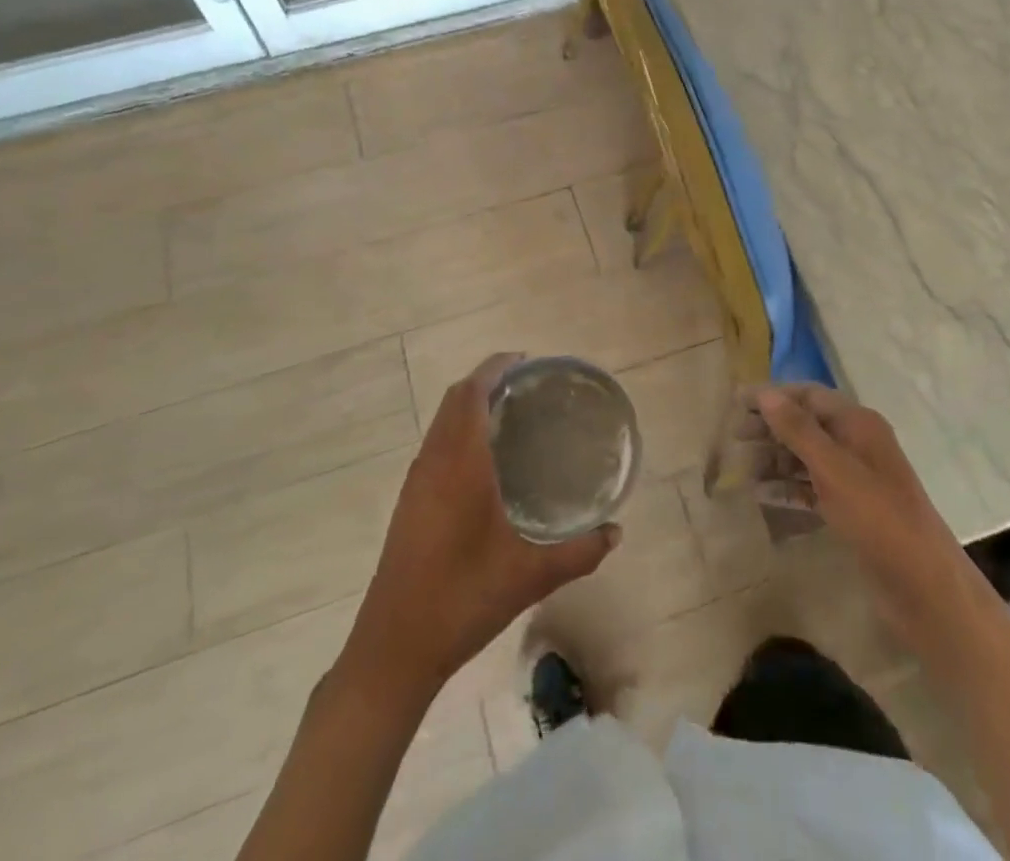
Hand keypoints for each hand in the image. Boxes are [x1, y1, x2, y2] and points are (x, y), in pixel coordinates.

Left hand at [342, 354, 621, 700]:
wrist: (393, 648)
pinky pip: (435, 445)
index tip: (525, 362)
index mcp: (459, 465)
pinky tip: (483, 463)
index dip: (494, 368)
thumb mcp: (529, 577)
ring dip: (468, 406)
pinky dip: (457, 431)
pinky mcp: (409, 504)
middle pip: (454, 400)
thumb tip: (615, 532)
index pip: (470, 393)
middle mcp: (433, 462)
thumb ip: (578, 552)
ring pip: (441, 423)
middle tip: (525, 387)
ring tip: (508, 416)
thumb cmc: (462, 600)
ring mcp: (416, 483)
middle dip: (485, 381)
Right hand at [752, 384, 971, 647]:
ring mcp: (855, 478)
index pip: (808, 395)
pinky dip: (788, 487)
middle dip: (770, 427)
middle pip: (806, 423)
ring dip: (775, 458)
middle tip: (734, 437)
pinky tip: (762, 494)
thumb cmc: (878, 518)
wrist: (924, 587)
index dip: (773, 396)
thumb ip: (798, 430)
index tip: (737, 404)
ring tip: (741, 468)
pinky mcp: (851, 509)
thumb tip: (764, 392)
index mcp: (858, 423)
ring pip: (806, 456)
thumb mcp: (834, 469)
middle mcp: (856, 443)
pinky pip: (812, 487)